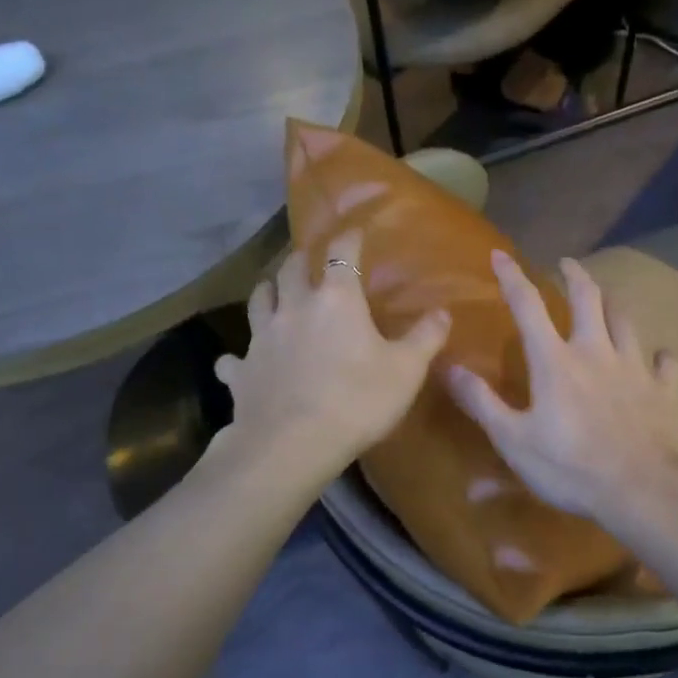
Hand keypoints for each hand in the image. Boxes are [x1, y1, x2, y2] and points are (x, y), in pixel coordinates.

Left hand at [213, 228, 450, 478]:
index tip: (354, 232)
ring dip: (268, 292)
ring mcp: (261, 338)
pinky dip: (239, 356)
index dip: (349, 239)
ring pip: (258, 300)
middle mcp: (294, 308)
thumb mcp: (407, 371)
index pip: (341, 254)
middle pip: (290, 268)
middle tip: (309, 260)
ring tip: (275, 293)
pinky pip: (234, 357)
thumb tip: (443, 311)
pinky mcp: (241, 371)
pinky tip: (242, 363)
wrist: (294, 445)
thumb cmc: (358, 401)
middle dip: (301, 259)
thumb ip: (426, 338)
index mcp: (336, 299)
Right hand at [447, 250, 677, 521]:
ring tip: (606, 299)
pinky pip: (665, 363)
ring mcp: (635, 368)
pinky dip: (659, 357)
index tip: (500, 254)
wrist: (640, 488)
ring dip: (613, 305)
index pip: (528, 306)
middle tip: (567, 263)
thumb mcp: (512, 440)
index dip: (512, 277)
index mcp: (555, 361)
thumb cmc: (569, 466)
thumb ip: (481, 402)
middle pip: (588, 298)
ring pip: (625, 322)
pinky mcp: (663, 390)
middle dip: (575, 275)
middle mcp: (596, 351)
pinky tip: (658, 358)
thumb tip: (450, 367)